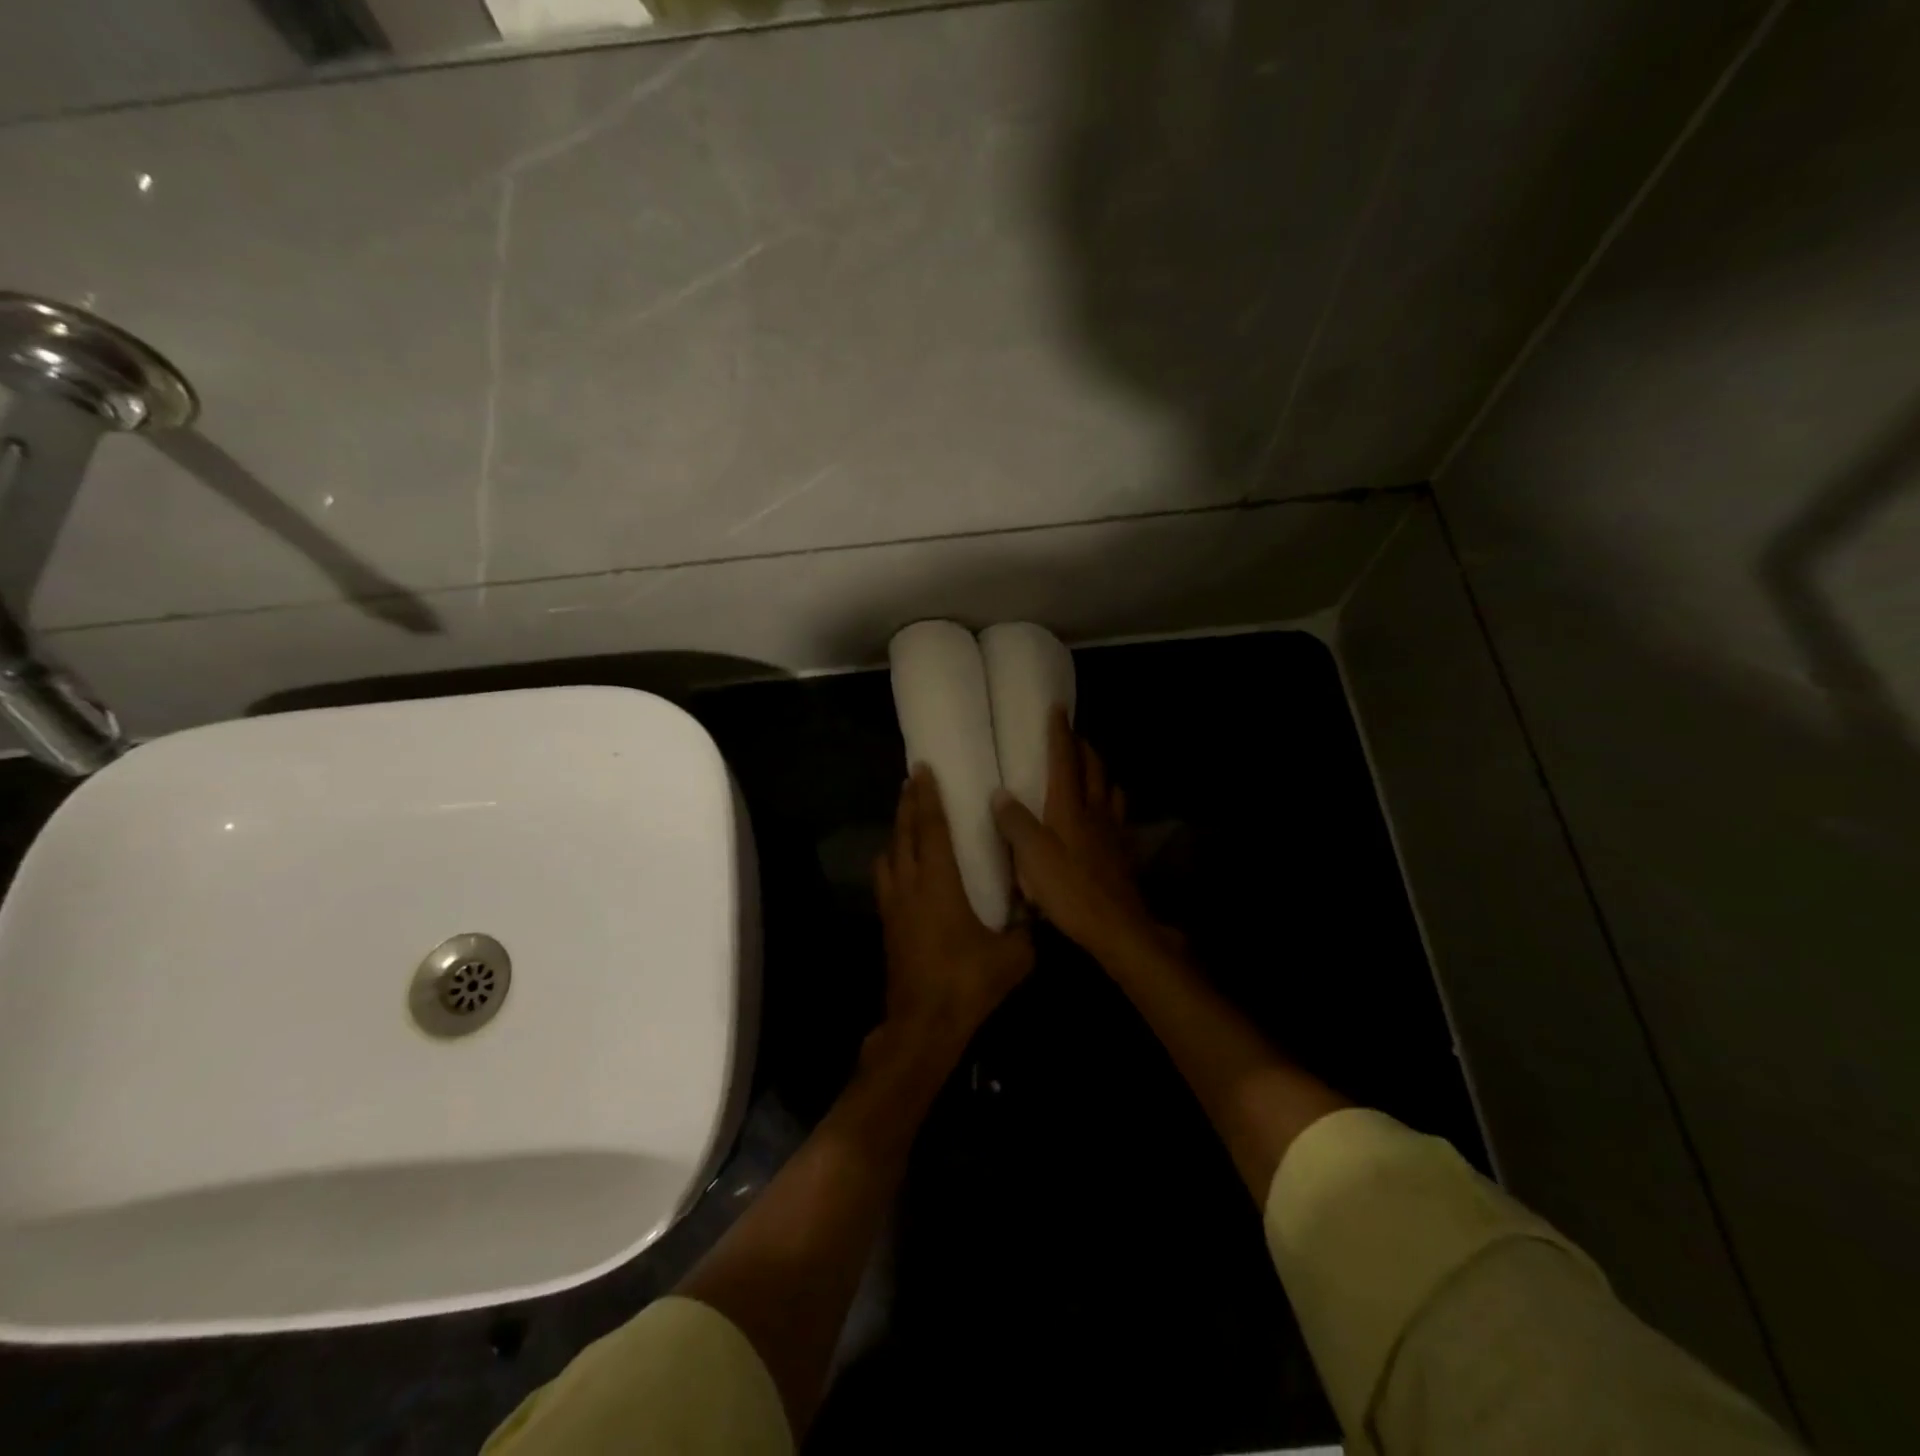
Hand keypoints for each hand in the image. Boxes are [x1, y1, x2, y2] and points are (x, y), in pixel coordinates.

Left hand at [874, 766, 1033, 1056]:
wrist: (922, 1026)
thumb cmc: (967, 984)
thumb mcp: (1012, 957)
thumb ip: (1027, 930)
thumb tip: (1037, 912)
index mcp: (938, 884)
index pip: (930, 828)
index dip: (927, 797)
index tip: (923, 770)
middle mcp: (909, 886)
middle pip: (902, 834)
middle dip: (907, 805)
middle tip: (912, 781)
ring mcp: (893, 907)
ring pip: (888, 856)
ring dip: (896, 833)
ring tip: (908, 822)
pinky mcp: (887, 926)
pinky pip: (886, 880)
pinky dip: (893, 862)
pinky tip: (904, 869)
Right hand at [991, 708, 1168, 965]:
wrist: (1117, 927)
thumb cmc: (1070, 890)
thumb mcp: (1032, 857)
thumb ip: (1015, 823)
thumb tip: (1000, 793)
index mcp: (1069, 807)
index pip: (1064, 760)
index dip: (1060, 733)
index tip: (1057, 708)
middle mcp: (1094, 811)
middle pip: (1093, 769)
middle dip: (1083, 748)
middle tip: (1073, 737)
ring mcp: (1112, 832)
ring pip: (1109, 790)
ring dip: (1100, 773)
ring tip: (1091, 770)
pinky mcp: (1121, 853)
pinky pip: (1117, 816)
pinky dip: (1110, 803)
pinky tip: (1105, 815)